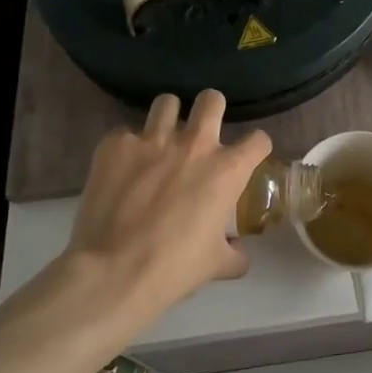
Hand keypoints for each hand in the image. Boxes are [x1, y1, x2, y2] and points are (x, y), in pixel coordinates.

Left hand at [62, 90, 270, 330]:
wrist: (113, 273)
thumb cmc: (174, 269)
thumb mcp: (216, 265)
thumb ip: (234, 253)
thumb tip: (239, 253)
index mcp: (227, 170)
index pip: (258, 140)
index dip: (256, 148)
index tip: (248, 158)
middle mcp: (194, 144)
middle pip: (212, 100)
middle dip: (211, 109)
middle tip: (203, 132)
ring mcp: (153, 141)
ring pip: (167, 102)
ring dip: (168, 118)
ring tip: (161, 139)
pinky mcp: (116, 146)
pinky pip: (124, 134)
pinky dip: (126, 148)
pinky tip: (122, 168)